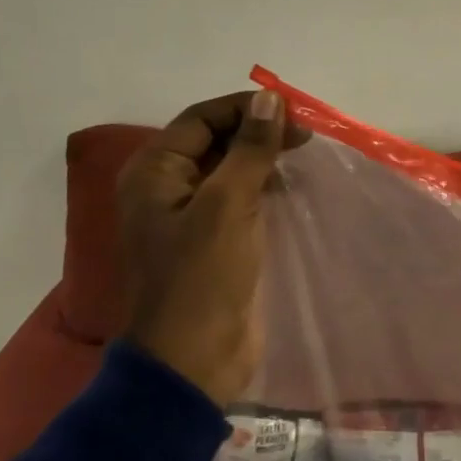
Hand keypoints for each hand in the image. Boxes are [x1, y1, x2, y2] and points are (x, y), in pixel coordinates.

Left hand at [116, 90, 302, 409]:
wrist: (192, 362)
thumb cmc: (202, 278)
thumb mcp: (227, 205)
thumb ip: (250, 149)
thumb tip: (269, 99)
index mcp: (154, 172)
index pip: (202, 119)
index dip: (247, 110)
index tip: (294, 114)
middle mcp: (165, 187)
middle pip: (214, 141)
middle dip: (258, 134)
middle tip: (306, 138)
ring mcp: (187, 217)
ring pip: (228, 171)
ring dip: (262, 160)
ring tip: (302, 159)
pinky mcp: (210, 242)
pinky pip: (236, 200)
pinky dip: (262, 189)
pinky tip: (290, 190)